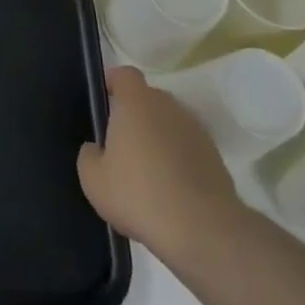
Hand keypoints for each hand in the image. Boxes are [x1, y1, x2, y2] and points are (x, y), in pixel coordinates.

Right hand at [78, 66, 243, 263]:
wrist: (202, 229)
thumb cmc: (138, 194)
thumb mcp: (93, 180)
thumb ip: (89, 155)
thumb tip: (97, 149)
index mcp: (137, 102)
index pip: (125, 74)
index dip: (113, 83)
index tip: (104, 100)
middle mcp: (168, 107)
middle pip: (148, 99)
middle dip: (135, 114)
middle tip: (120, 144)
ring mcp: (196, 131)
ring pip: (169, 124)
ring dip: (158, 138)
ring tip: (146, 172)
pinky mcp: (215, 157)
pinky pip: (188, 148)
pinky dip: (178, 159)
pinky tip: (169, 190)